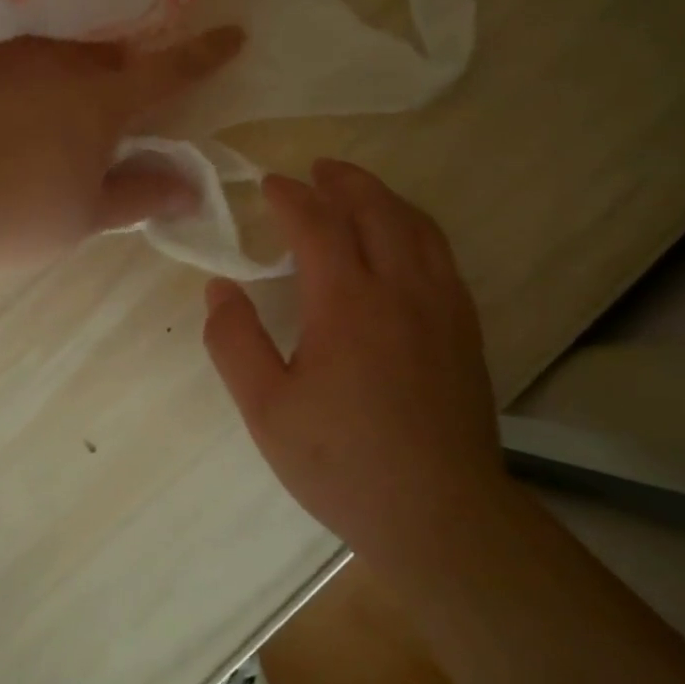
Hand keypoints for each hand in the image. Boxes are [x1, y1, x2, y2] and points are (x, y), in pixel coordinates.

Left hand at [0, 27, 243, 281]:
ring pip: (54, 55)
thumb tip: (193, 187)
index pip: (168, 71)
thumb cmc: (14, 220)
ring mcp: (2, 54)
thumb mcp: (86, 218)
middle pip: (108, 59)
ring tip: (47, 118)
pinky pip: (4, 62)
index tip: (234, 34)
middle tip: (113, 114)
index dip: (205, 55)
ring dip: (66, 79)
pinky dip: (16, 84)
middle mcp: (56, 62)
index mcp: (99, 101)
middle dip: (121, 78)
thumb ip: (143, 195)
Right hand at [202, 159, 507, 581]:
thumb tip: (218, 289)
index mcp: (348, 302)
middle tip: (317, 169)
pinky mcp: (466, 330)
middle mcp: (402, 289)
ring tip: (359, 192)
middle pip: (376, 209)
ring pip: (417, 227)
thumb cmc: (342, 463)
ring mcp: (443, 307)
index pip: (317, 224)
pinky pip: (442, 255)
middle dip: (344, 181)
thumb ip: (235, 343)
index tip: (269, 185)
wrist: (440, 514)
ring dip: (384, 198)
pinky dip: (415, 229)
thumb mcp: (266, 409)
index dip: (290, 197)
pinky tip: (403, 245)